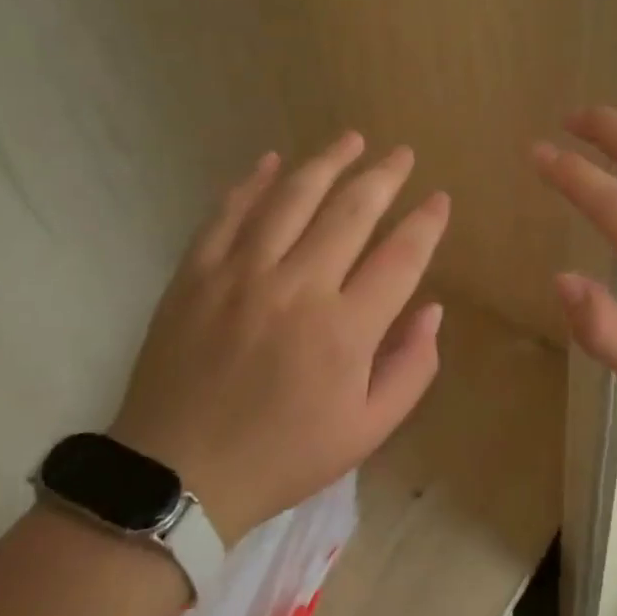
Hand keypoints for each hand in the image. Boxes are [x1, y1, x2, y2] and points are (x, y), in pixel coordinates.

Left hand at [110, 132, 449, 542]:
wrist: (176, 477)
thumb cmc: (283, 456)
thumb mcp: (367, 431)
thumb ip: (412, 368)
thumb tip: (433, 308)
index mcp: (345, 330)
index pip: (401, 256)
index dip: (426, 223)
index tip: (440, 199)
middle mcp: (298, 287)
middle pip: (352, 211)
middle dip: (385, 176)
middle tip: (403, 154)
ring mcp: (241, 274)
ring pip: (293, 198)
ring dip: (328, 162)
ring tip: (352, 139)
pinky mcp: (196, 274)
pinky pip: (229, 213)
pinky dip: (253, 182)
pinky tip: (273, 160)